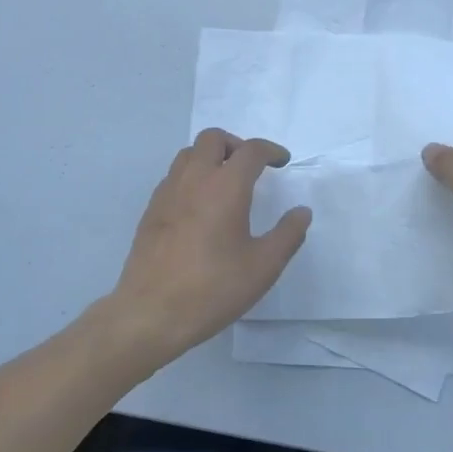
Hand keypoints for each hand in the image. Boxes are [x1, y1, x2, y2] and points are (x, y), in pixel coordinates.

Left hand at [102, 128, 311, 366]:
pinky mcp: (151, 209)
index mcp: (226, 187)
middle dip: (236, 145)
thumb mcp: (263, 267)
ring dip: (210, 157)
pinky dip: (191, 176)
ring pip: (189, 153)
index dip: (270, 151)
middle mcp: (194, 179)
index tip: (282, 161)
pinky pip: (174, 175)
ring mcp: (168, 192)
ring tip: (225, 182)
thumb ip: (288, 235)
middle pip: (213, 139)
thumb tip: (302, 212)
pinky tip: (200, 205)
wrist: (151, 312)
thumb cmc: (213, 288)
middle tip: (251, 168)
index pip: (251, 150)